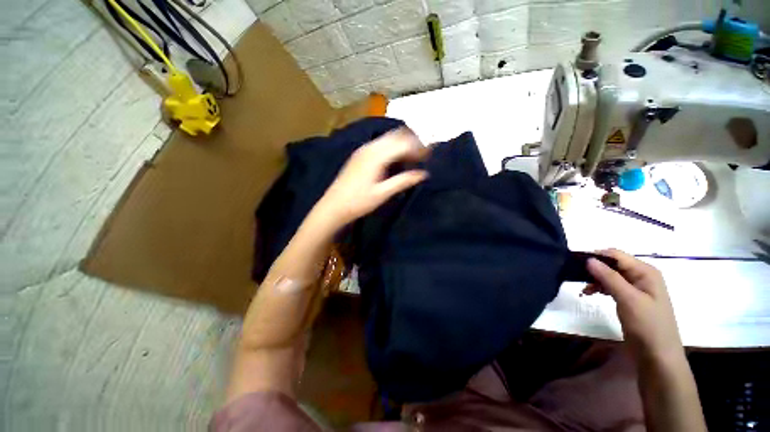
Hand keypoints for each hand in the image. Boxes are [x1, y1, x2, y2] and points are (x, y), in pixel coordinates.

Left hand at [313, 127, 428, 227]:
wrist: (333, 207)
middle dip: (412, 142)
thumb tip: (424, 174)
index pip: (403, 143)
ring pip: (388, 138)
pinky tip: (395, 160)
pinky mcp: (359, 155)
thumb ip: (403, 181)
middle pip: (396, 136)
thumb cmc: (358, 202)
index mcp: (376, 156)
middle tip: (422, 156)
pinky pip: (380, 144)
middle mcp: (370, 147)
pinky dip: (392, 148)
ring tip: (412, 158)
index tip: (429, 156)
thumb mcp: (383, 193)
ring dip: (402, 144)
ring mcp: (363, 150)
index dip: (418, 148)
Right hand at [586, 249, 683, 363]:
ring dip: (595, 279)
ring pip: (610, 275)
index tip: (575, 263)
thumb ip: (609, 277)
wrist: (658, 356)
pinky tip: (590, 293)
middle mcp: (641, 276)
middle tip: (576, 277)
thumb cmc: (647, 325)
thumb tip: (589, 259)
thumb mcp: (628, 299)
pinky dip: (600, 288)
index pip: (616, 255)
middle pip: (612, 264)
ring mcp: (636, 289)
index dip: (596, 256)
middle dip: (594, 269)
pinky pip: (612, 286)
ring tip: (583, 289)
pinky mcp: (630, 299)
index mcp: (645, 272)